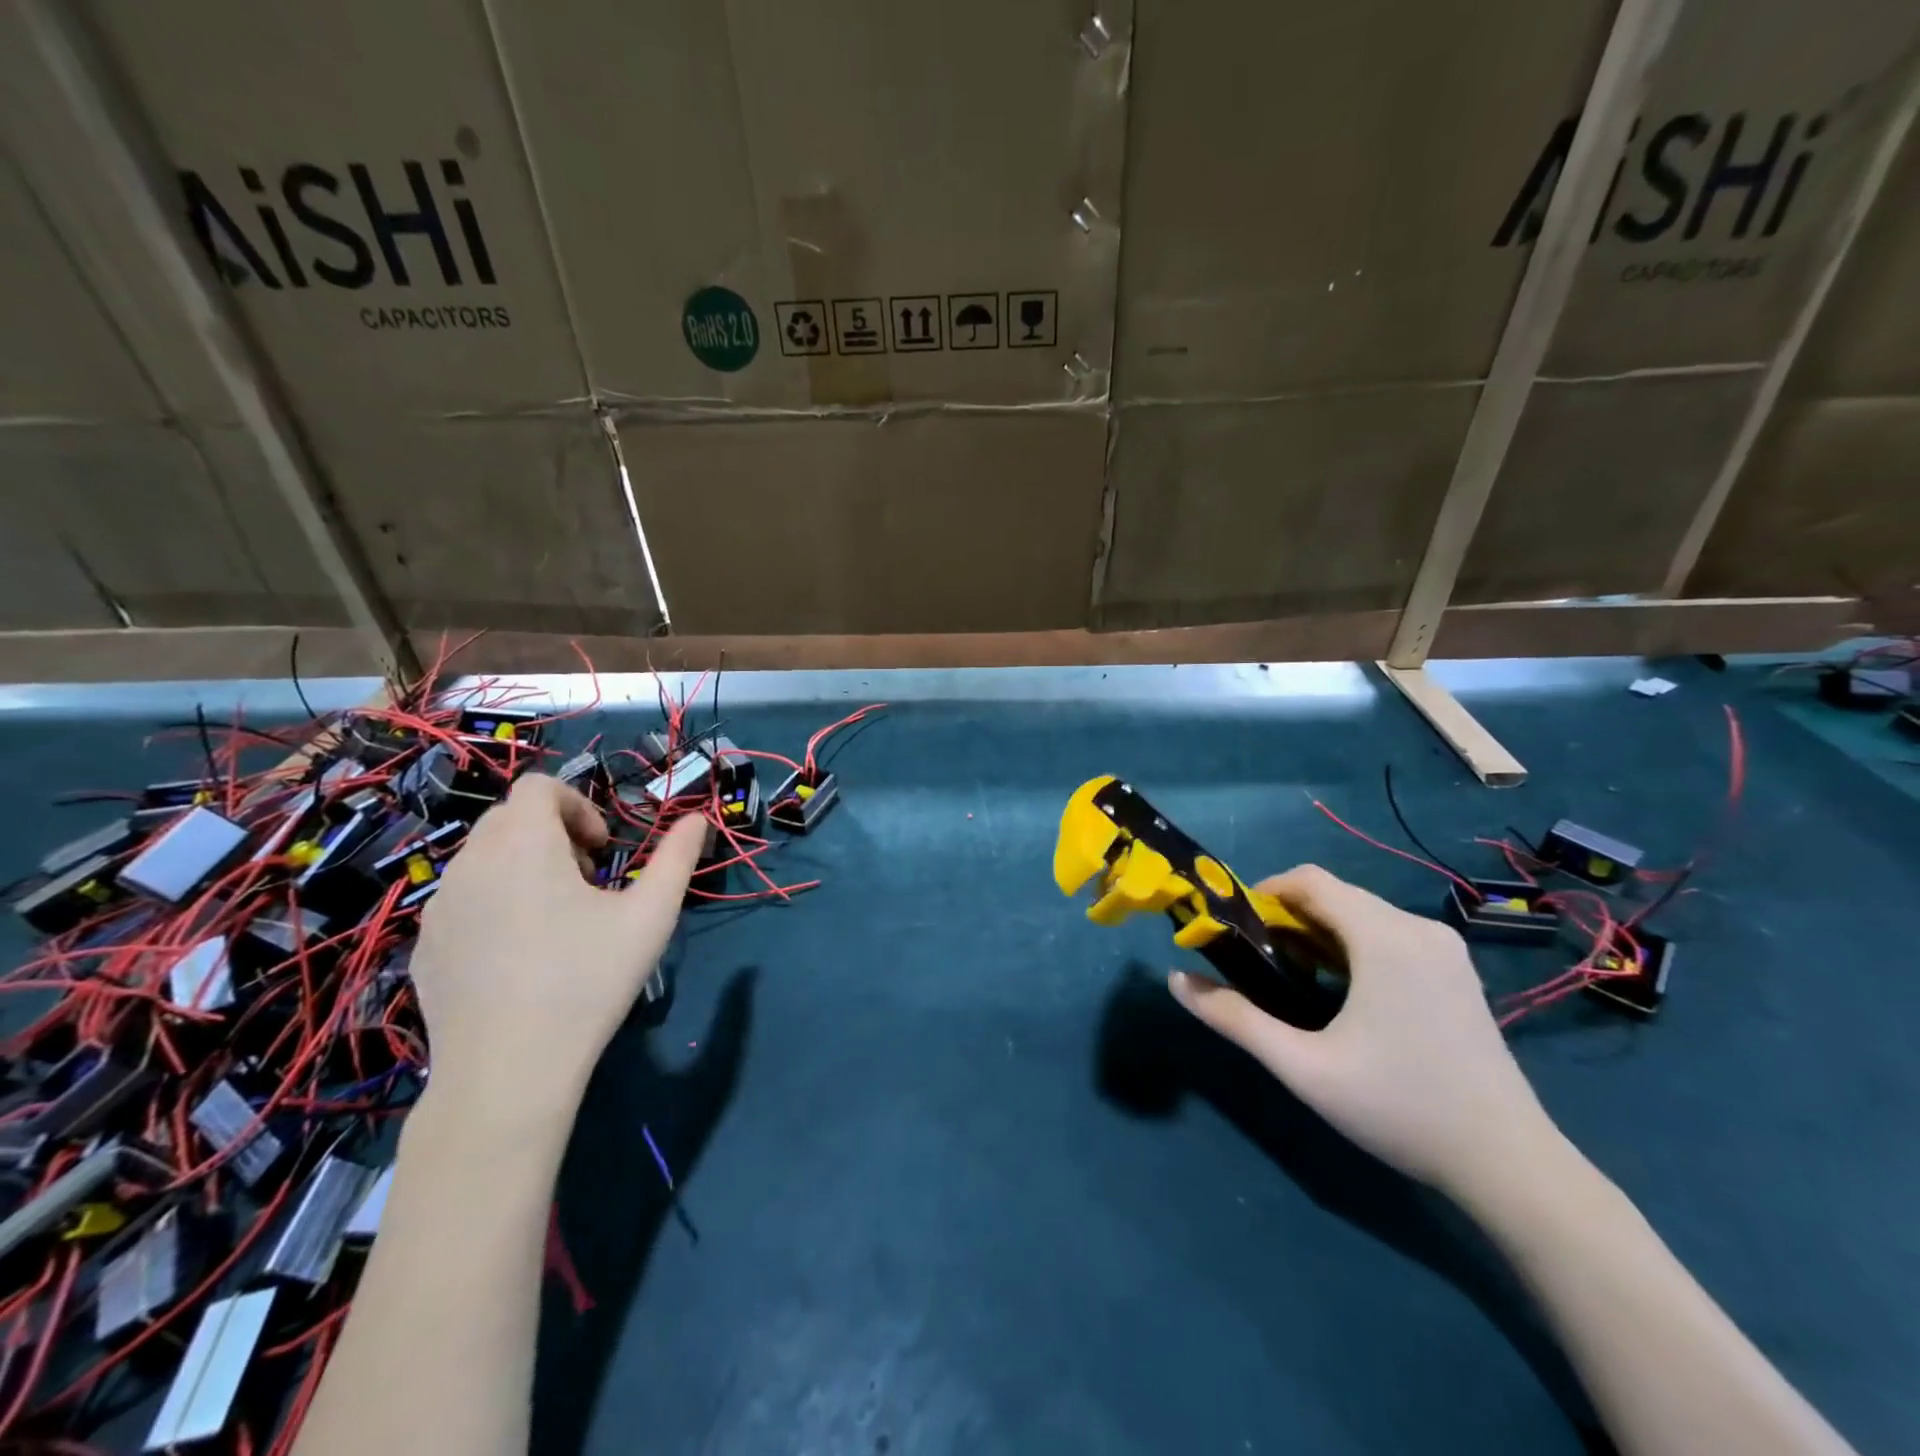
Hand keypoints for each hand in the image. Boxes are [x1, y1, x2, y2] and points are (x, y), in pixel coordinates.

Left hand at [410, 775, 705, 1113]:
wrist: (507, 1072)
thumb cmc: (586, 981)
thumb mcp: (650, 915)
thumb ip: (677, 858)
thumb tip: (697, 818)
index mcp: (524, 845)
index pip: (538, 787)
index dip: (578, 804)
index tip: (603, 850)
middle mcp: (471, 863)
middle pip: (510, 817)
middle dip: (553, 833)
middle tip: (588, 880)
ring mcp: (440, 907)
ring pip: (483, 857)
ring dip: (524, 865)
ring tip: (557, 917)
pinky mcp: (425, 946)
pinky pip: (463, 899)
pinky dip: (495, 901)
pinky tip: (521, 954)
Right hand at [1169, 864, 1554, 1193]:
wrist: (1510, 1165)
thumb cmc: (1400, 1107)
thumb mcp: (1303, 1066)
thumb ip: (1235, 1019)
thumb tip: (1177, 981)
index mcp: (1384, 937)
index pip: (1310, 880)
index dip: (1263, 893)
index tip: (1235, 927)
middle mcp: (1418, 928)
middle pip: (1336, 895)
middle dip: (1287, 917)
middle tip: (1256, 960)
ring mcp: (1444, 949)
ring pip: (1361, 914)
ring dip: (1318, 932)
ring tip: (1291, 977)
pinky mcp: (1456, 971)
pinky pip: (1388, 935)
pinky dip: (1351, 945)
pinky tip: (1341, 991)